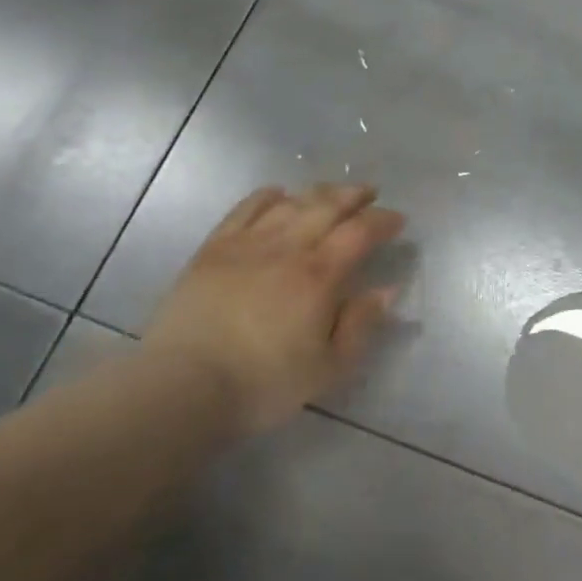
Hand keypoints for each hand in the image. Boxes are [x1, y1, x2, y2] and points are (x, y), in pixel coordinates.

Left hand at [142, 184, 405, 435]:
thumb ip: (361, 324)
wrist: (183, 387)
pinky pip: (245, 209)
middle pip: (327, 206)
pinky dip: (267, 196)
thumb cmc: (263, 383)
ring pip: (290, 203)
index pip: (360, 232)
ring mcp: (248, 244)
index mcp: (320, 275)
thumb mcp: (328, 367)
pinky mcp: (214, 249)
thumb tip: (387, 289)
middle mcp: (288, 248)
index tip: (398, 220)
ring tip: (331, 193)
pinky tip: (278, 194)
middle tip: (369, 193)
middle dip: (354, 195)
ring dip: (317, 193)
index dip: (383, 221)